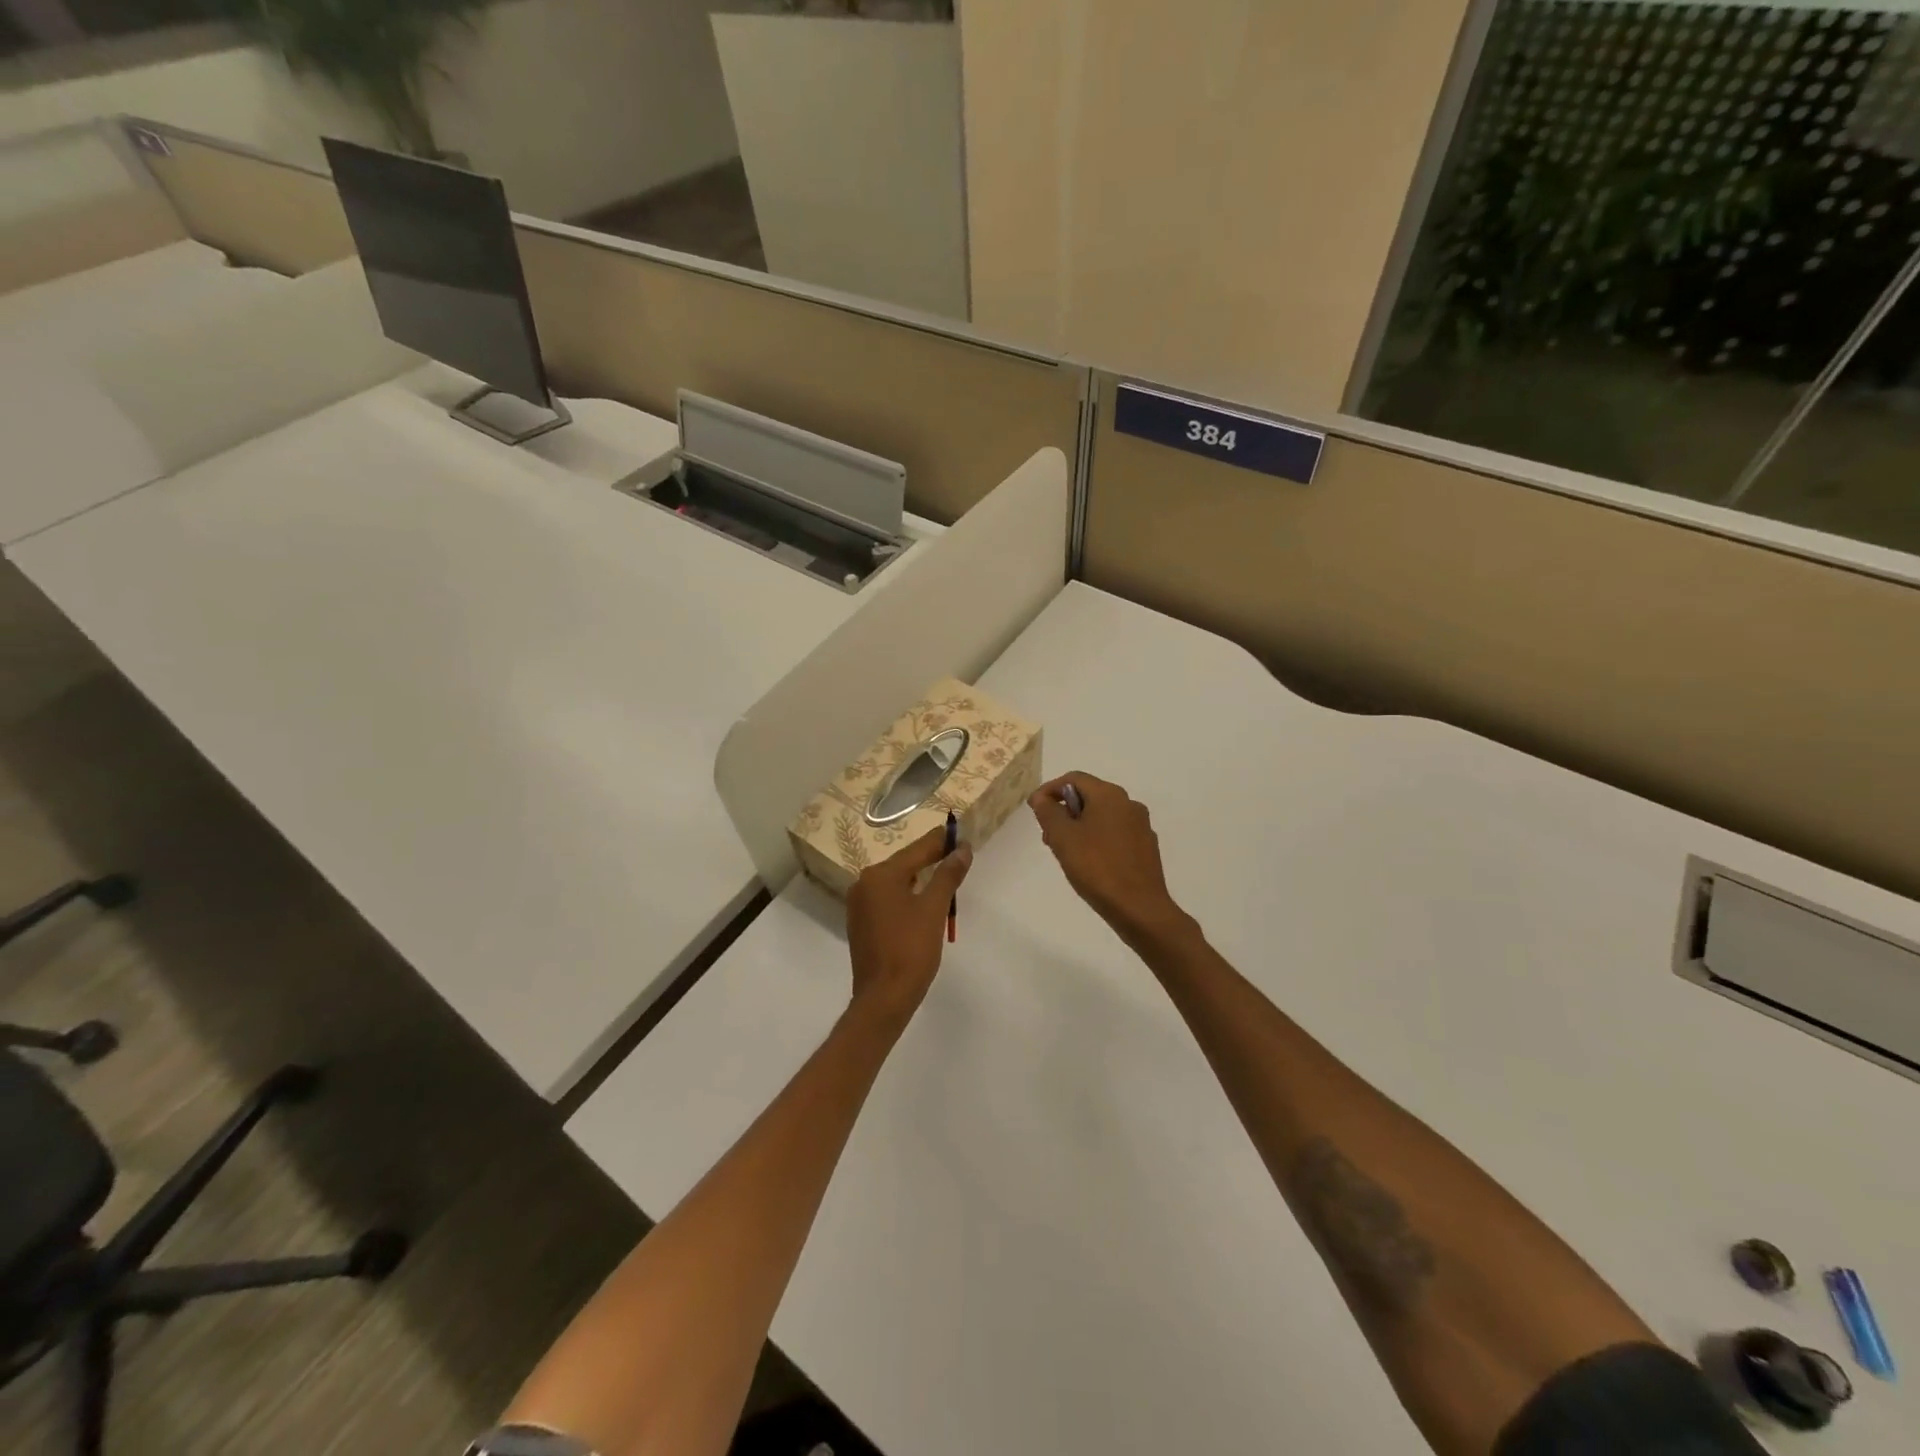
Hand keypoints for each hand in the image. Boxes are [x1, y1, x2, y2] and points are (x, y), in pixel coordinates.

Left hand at [845, 824, 972, 1026]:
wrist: (884, 998)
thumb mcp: (934, 909)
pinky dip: (908, 896)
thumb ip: (948, 875)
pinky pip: (888, 900)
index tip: (961, 833)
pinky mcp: (862, 924)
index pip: (917, 850)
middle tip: (957, 854)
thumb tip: (962, 849)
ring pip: (896, 883)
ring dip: (920, 879)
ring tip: (946, 876)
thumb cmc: (911, 949)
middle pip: (904, 864)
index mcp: (880, 875)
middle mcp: (864, 884)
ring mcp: (859, 905)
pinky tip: (924, 902)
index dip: (941, 842)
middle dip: (931, 859)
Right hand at [1029, 773, 1186, 942]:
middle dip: (1064, 811)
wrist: (1139, 908)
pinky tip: (1088, 862)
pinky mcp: (1146, 847)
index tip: (1033, 810)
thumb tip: (1042, 798)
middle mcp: (1129, 804)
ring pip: (1102, 816)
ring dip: (1079, 826)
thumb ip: (1048, 812)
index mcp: (1110, 795)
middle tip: (1047, 835)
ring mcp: (1141, 826)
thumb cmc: (1097, 867)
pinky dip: (1096, 839)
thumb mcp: (1063, 837)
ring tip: (1064, 851)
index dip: (1049, 790)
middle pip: (1089, 796)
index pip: (1073, 778)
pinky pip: (1114, 833)